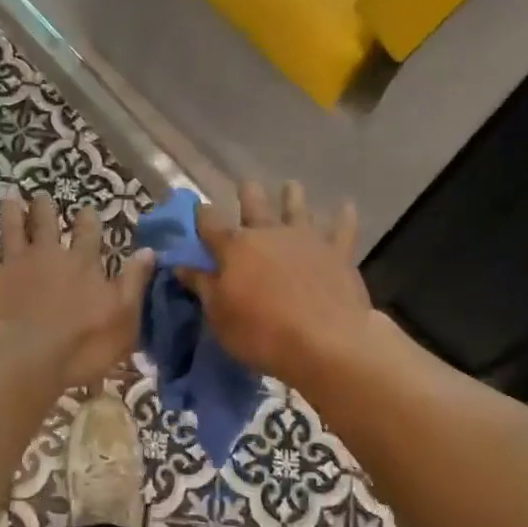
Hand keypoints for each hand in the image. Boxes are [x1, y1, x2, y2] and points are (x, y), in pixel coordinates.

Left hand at [0, 192, 155, 391]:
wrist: (21, 360)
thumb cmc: (80, 347)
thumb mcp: (122, 318)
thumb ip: (133, 282)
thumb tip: (148, 250)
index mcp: (82, 265)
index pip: (89, 234)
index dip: (88, 221)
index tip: (87, 208)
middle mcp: (48, 256)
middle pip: (47, 225)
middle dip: (45, 210)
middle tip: (41, 197)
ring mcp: (12, 265)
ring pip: (11, 231)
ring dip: (11, 214)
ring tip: (9, 198)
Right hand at [178, 181, 375, 389]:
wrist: (327, 341)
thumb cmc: (262, 332)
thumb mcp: (219, 315)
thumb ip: (202, 285)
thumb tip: (180, 264)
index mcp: (235, 247)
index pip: (210, 223)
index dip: (201, 214)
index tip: (197, 208)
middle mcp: (269, 233)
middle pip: (254, 204)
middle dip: (247, 193)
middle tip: (246, 185)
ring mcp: (305, 239)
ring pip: (297, 207)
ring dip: (292, 195)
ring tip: (291, 185)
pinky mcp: (337, 252)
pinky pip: (342, 229)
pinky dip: (344, 216)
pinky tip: (346, 206)